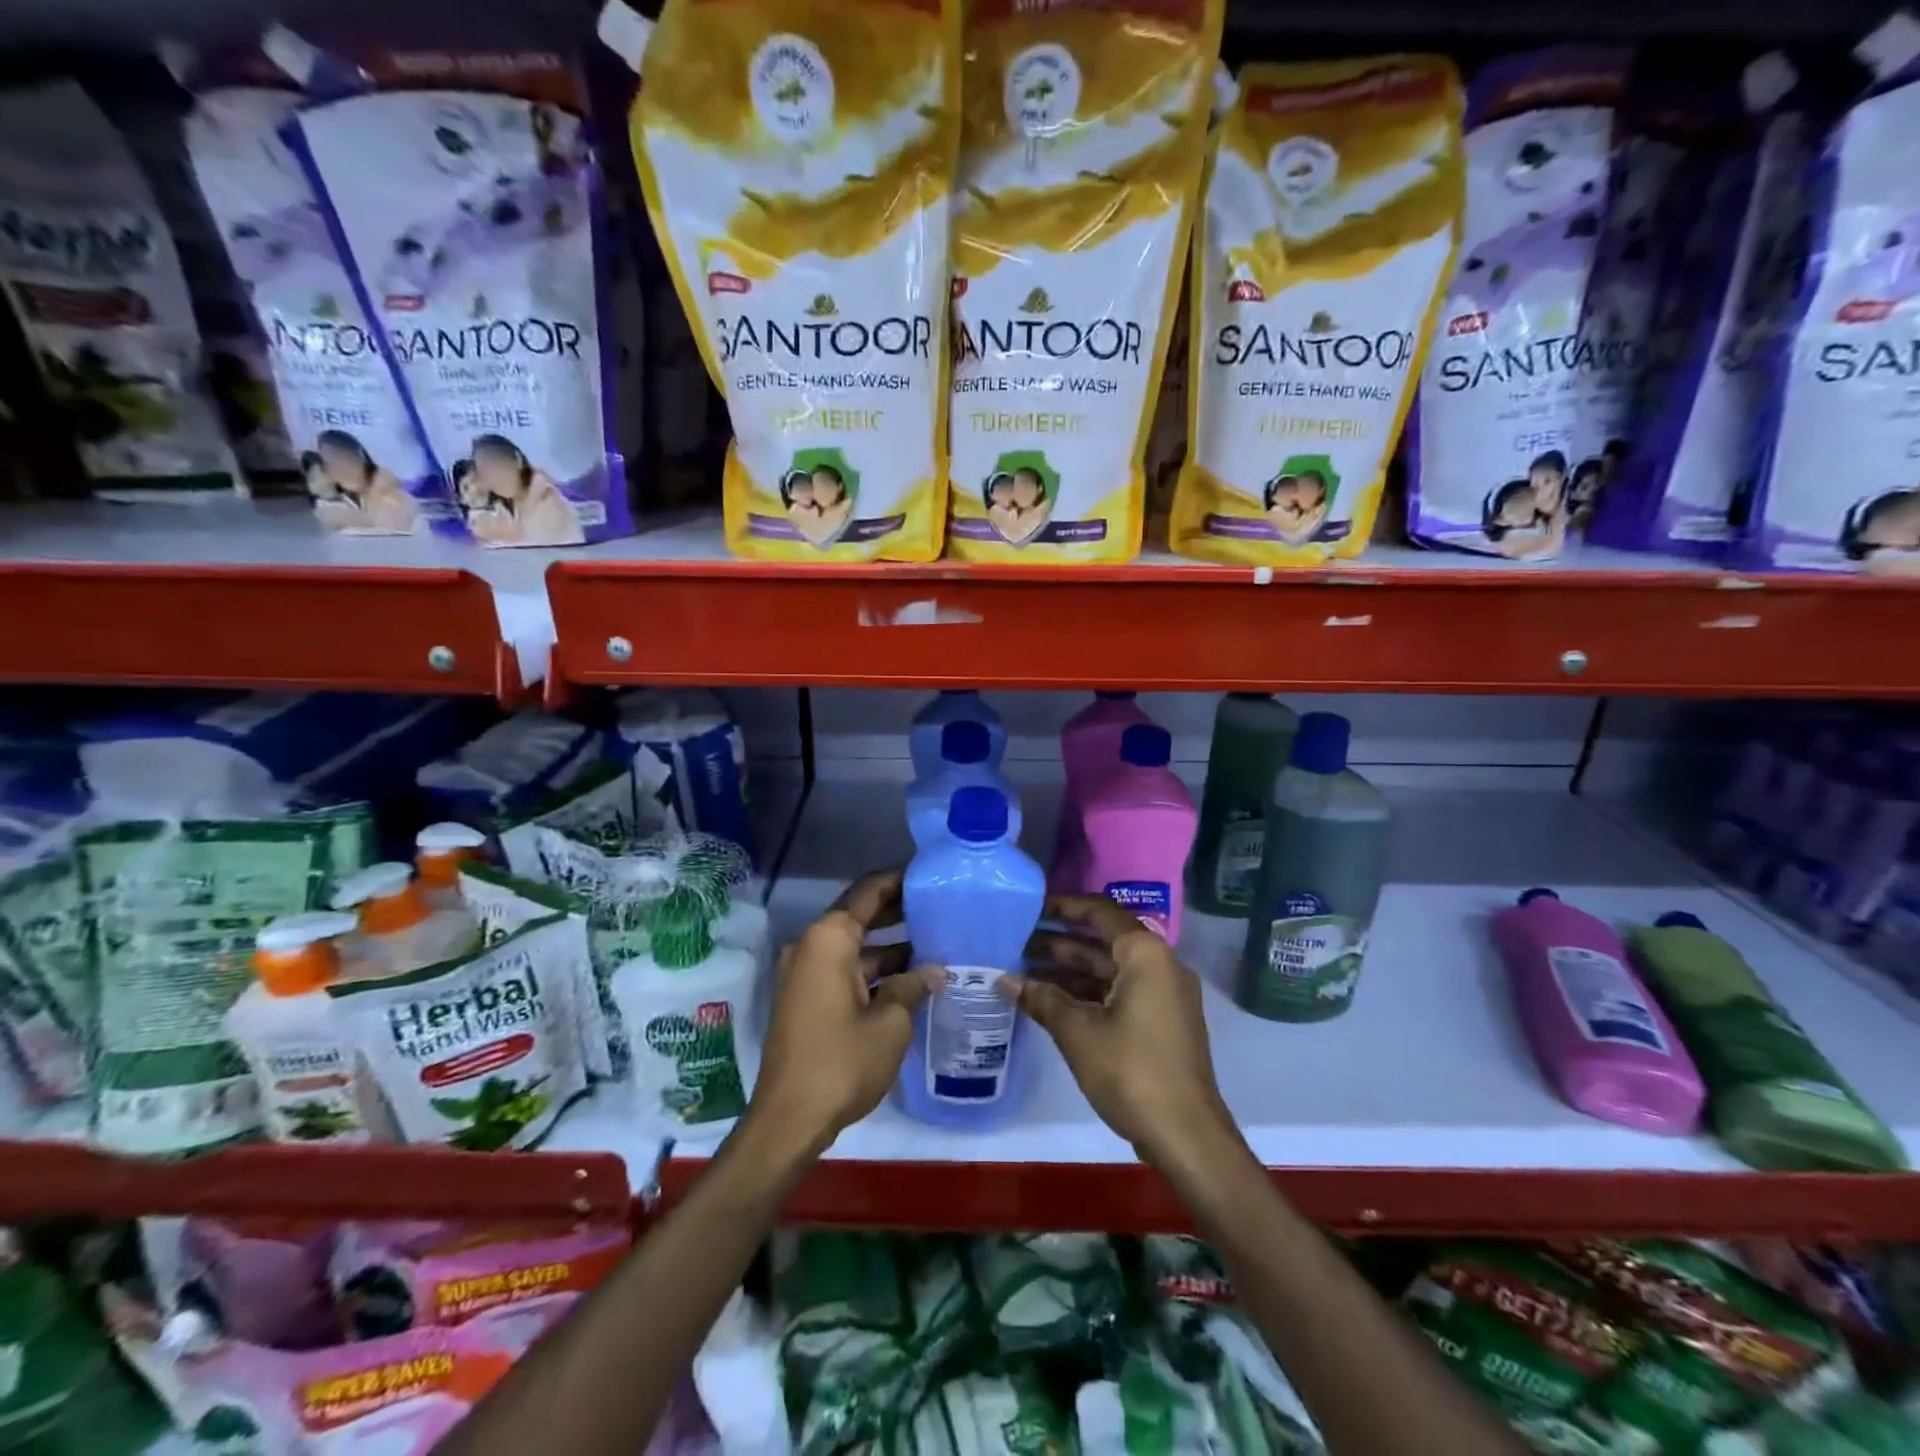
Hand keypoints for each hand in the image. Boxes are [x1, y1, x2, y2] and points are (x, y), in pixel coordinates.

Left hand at [748, 869, 937, 1154]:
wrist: (789, 1120)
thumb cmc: (842, 1062)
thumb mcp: (890, 1023)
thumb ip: (912, 987)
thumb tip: (933, 971)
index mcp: (829, 939)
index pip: (868, 892)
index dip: (899, 880)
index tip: (929, 875)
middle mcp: (813, 946)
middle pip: (859, 915)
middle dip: (898, 911)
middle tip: (940, 906)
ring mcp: (807, 974)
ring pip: (855, 947)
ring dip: (890, 946)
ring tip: (935, 943)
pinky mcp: (807, 999)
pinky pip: (845, 970)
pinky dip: (874, 971)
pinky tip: (910, 980)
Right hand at [1002, 894, 1232, 1160]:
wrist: (1186, 1136)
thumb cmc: (1131, 1071)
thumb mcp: (1078, 1032)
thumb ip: (1042, 999)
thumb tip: (1004, 981)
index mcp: (1145, 954)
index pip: (1100, 913)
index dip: (1063, 908)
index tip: (1030, 909)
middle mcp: (1159, 965)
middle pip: (1103, 941)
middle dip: (1059, 943)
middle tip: (1016, 943)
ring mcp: (1163, 995)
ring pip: (1109, 970)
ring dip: (1070, 971)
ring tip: (1023, 972)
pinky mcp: (1162, 1021)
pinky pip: (1119, 992)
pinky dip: (1087, 993)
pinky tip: (1051, 1002)